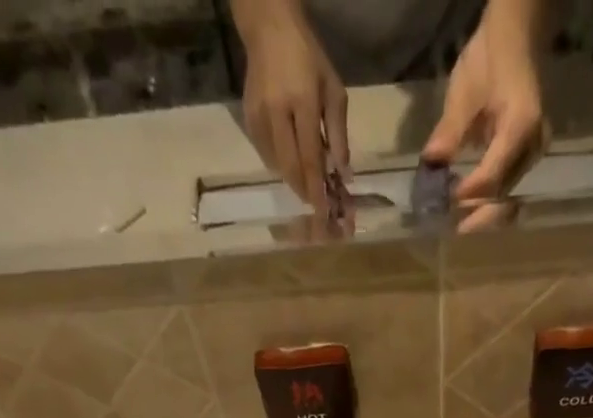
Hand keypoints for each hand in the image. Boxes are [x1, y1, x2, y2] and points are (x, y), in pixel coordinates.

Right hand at [237, 0, 347, 217]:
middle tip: (316, 205)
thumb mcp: (333, 90)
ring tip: (307, 186)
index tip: (324, 212)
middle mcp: (277, 113)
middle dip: (305, 192)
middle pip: (291, 168)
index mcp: (303, 102)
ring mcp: (260, 117)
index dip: (317, 190)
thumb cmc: (309, 58)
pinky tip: (291, 164)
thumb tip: (344, 174)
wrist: (269, 29)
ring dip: (294, 181)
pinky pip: (266, 156)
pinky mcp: (249, 120)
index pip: (310, 158)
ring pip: (278, 166)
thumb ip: (339, 134)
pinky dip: (281, 167)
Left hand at [422, 13, 546, 204]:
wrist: (515, 39)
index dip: (466, 195)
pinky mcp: (527, 158)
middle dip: (475, 216)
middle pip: (502, 196)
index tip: (443, 204)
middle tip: (450, 228)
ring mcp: (533, 154)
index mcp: (520, 127)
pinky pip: (508, 189)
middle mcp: (532, 147)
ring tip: (456, 221)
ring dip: (481, 213)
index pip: (491, 177)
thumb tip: (429, 166)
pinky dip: (487, 202)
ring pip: (506, 198)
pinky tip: (468, 206)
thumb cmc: (489, 60)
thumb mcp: (464, 92)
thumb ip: (449, 132)